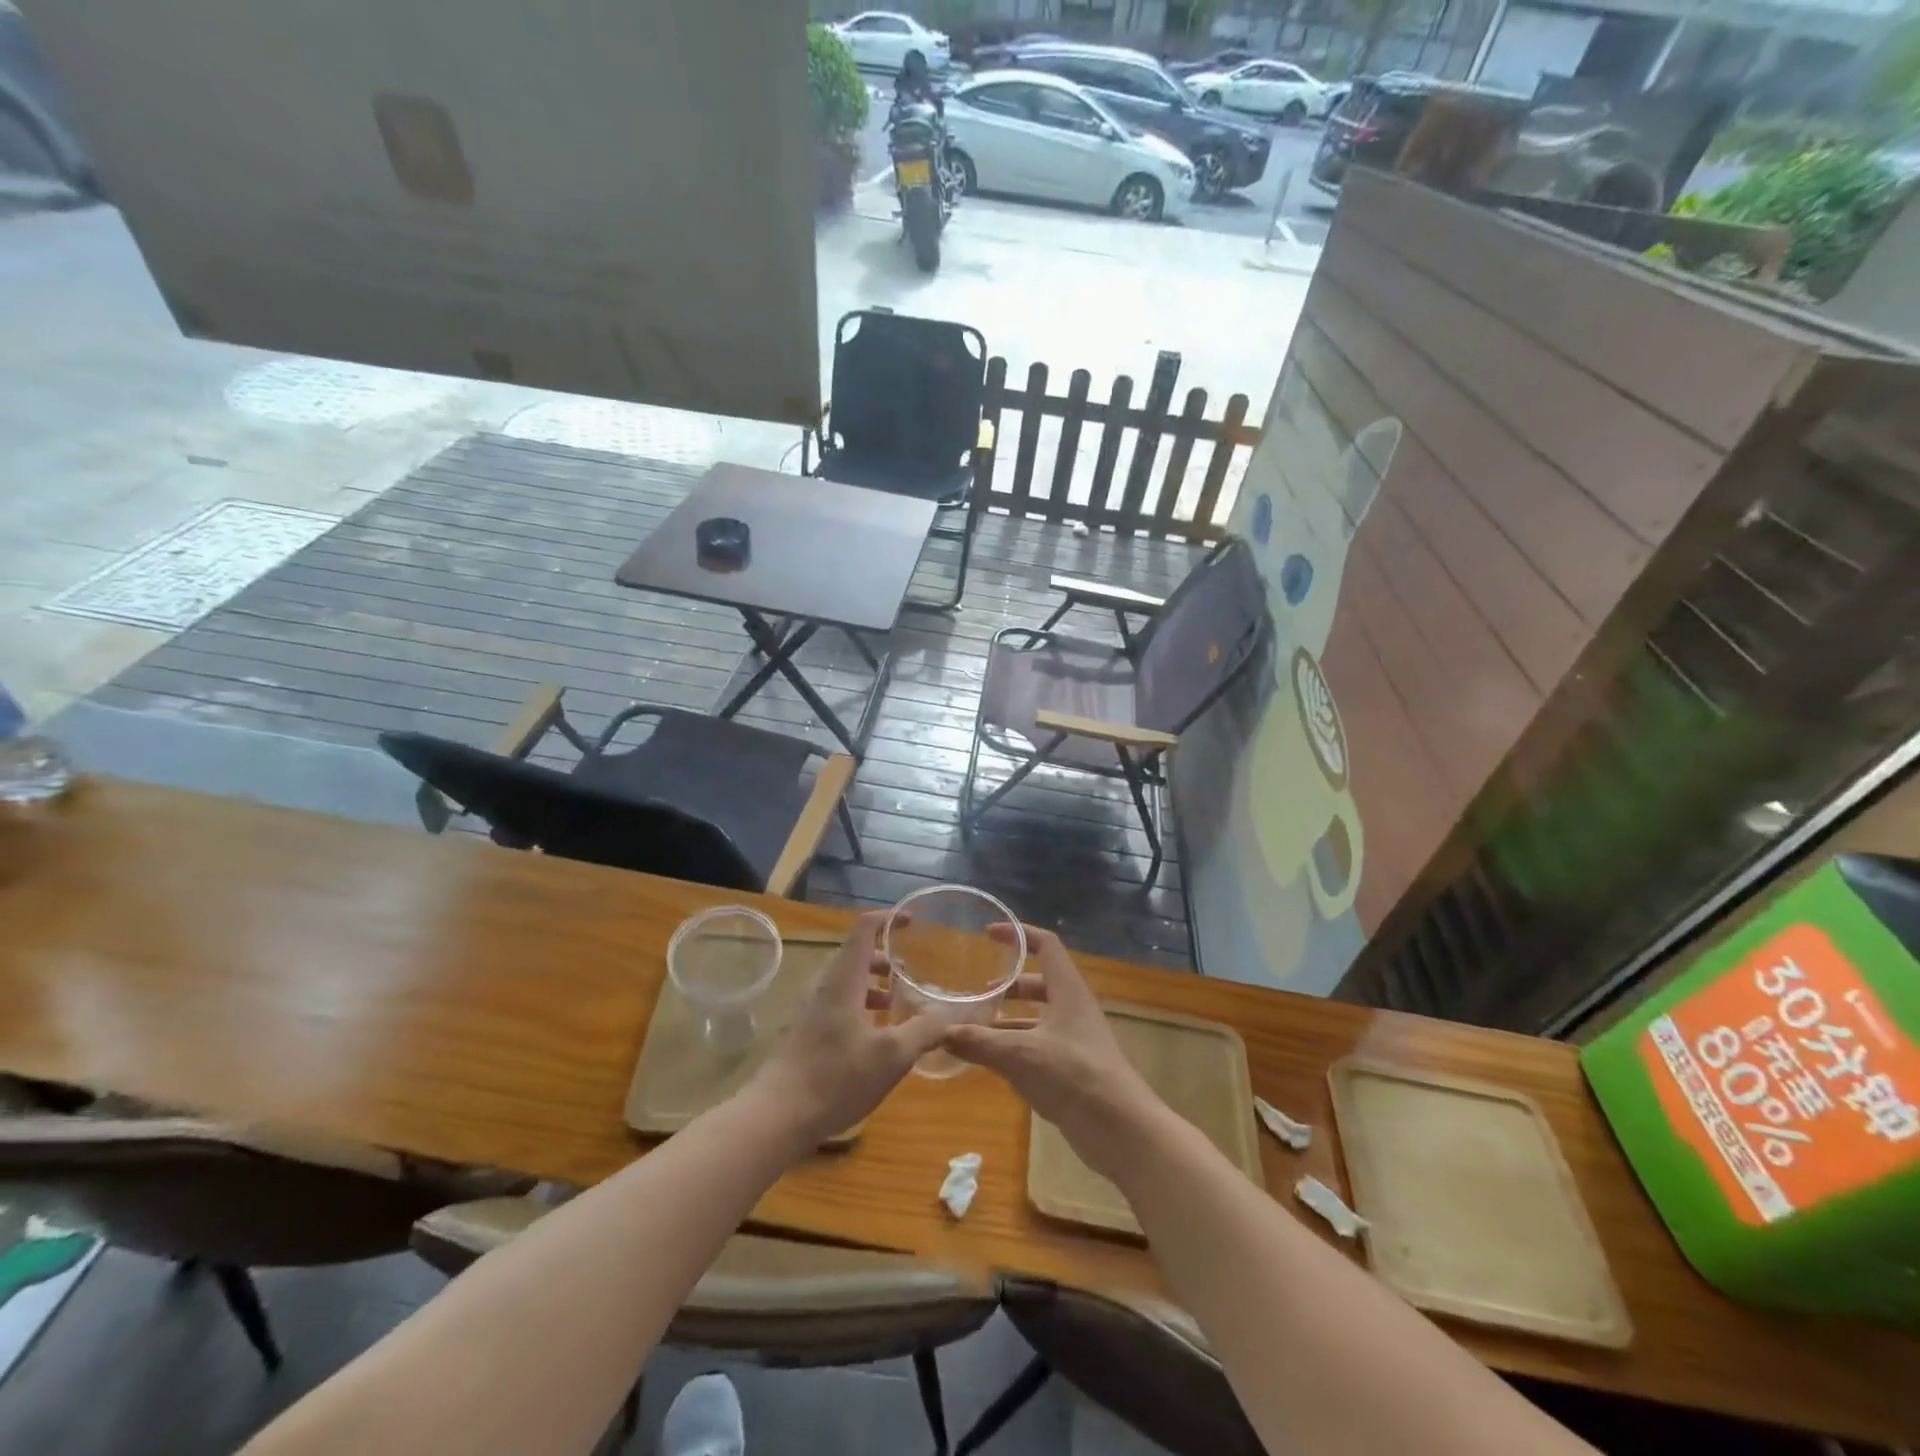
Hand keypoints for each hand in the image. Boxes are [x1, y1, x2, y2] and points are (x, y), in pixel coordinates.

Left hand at [745, 911, 945, 1147]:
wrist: (776, 1116)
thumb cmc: (836, 1077)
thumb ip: (923, 1031)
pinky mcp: (803, 1032)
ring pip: (845, 982)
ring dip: (872, 985)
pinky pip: (835, 1003)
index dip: (888, 920)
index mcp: (843, 980)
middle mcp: (823, 986)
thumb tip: (947, 1016)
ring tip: (896, 1005)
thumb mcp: (892, 1056)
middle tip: (910, 974)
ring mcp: (809, 1009)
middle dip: (885, 959)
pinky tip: (872, 1036)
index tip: (911, 922)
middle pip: (855, 956)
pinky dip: (858, 1005)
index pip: (864, 930)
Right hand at [943, 925, 1165, 1184]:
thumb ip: (980, 1042)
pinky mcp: (1073, 1067)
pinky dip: (1016, 1046)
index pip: (1046, 945)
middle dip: (1008, 985)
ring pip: (1038, 1017)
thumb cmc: (1073, 1076)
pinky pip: (1039, 1045)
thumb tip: (940, 1033)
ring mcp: (1075, 1039)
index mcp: (1067, 990)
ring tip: (977, 1029)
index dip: (1018, 934)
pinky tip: (993, 1062)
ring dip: (1009, 1019)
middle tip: (977, 993)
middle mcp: (1073, 1008)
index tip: (988, 935)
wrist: (1120, 1129)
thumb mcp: (1019, 1055)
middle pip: (1039, 982)